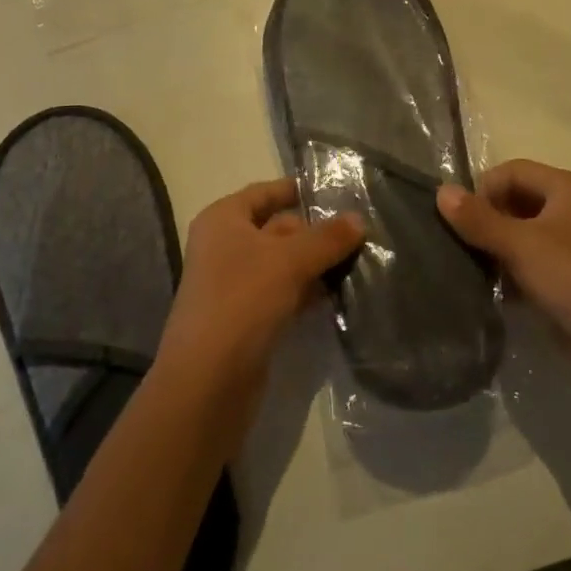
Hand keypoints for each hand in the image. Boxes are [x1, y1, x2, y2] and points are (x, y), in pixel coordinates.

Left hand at [159, 179, 364, 393]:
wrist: (208, 380)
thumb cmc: (242, 300)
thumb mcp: (289, 261)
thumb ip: (326, 238)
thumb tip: (359, 219)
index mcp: (223, 219)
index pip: (263, 192)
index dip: (295, 190)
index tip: (334, 191)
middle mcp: (225, 246)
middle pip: (276, 228)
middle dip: (315, 231)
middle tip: (361, 232)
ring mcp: (234, 284)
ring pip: (282, 263)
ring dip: (315, 263)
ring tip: (359, 261)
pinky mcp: (247, 318)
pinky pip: (282, 293)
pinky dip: (307, 291)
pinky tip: (338, 294)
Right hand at [437, 160, 570, 374]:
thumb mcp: (520, 245)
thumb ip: (477, 218)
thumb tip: (440, 191)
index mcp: (570, 188)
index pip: (513, 170)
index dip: (484, 189)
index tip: (462, 221)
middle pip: (519, 200)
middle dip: (489, 219)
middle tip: (465, 246)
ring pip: (526, 235)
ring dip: (499, 248)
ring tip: (477, 270)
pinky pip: (536, 264)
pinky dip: (515, 273)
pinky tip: (498, 292)